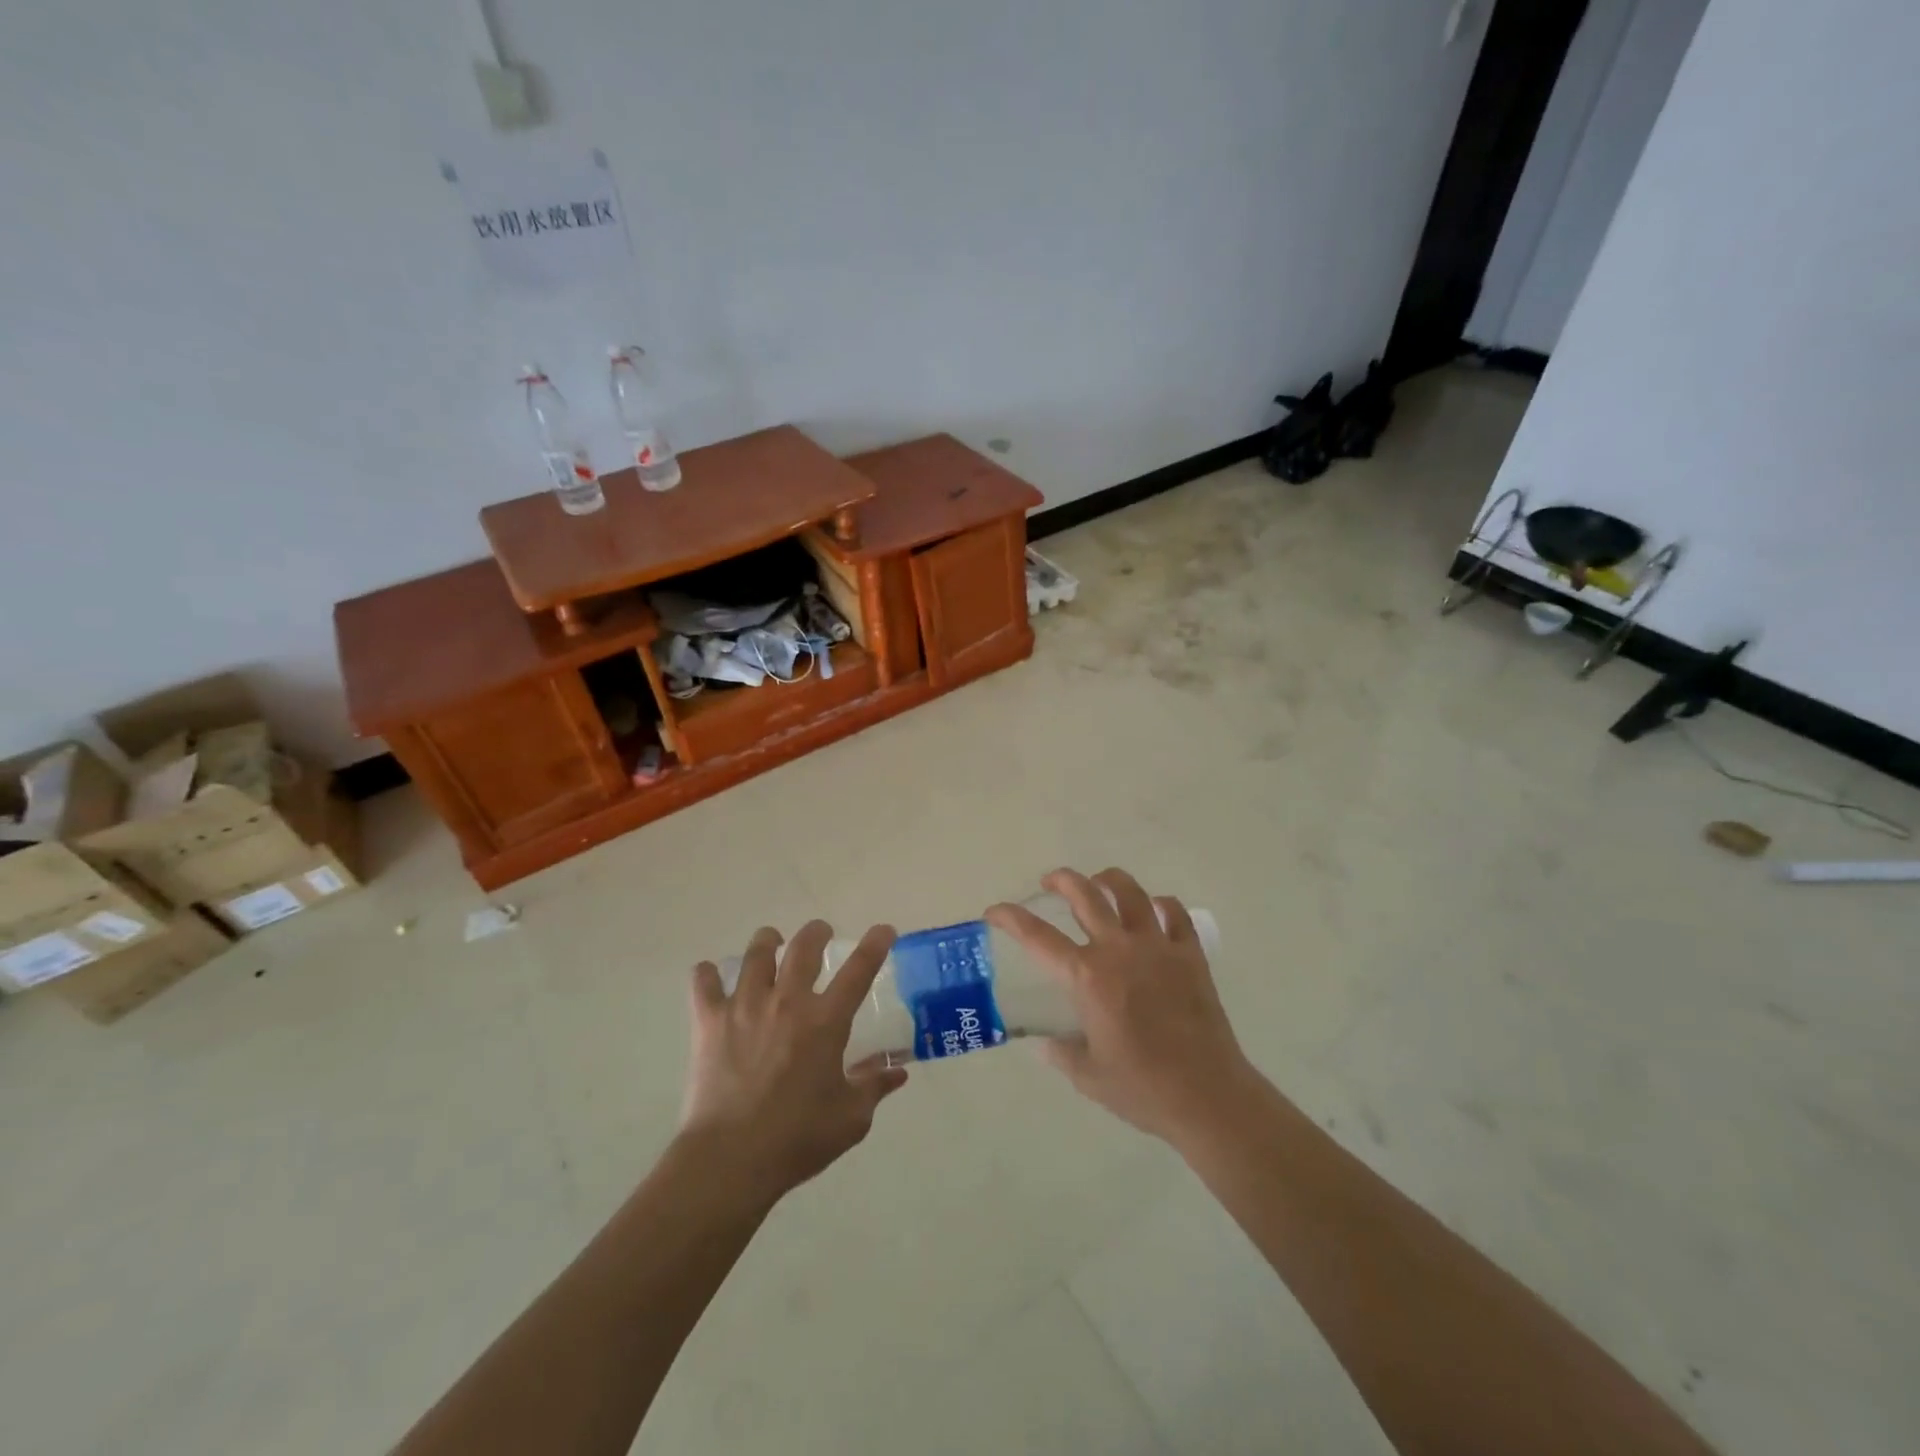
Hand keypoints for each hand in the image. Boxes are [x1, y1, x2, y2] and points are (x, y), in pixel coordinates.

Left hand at [680, 921, 908, 1203]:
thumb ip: (874, 1086)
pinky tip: (712, 976)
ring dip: (768, 942)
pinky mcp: (709, 1021)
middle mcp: (787, 1001)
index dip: (875, 944)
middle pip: (804, 946)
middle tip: (821, 934)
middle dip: (817, 932)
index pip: (859, 970)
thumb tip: (898, 1071)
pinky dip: (708, 974)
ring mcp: (745, 1006)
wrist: (730, 1160)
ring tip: (771, 943)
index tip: (884, 930)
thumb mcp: (851, 1118)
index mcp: (825, 1021)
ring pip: (756, 953)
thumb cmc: (797, 1139)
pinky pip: (704, 982)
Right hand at [986, 868, 1258, 1143]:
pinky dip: (1161, 905)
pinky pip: (1175, 914)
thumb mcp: (1088, 1077)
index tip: (994, 911)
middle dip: (1061, 880)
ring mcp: (1158, 947)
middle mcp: (1119, 950)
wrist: (1208, 1097)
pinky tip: (1154, 910)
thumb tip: (1046, 1044)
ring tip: (1099, 881)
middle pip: (1085, 896)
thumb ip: (1062, 1053)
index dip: (1010, 918)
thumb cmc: (1142, 1089)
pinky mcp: (1191, 956)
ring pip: (1130, 893)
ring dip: (1109, 880)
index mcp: (1087, 977)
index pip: (1037, 937)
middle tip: (1050, 881)